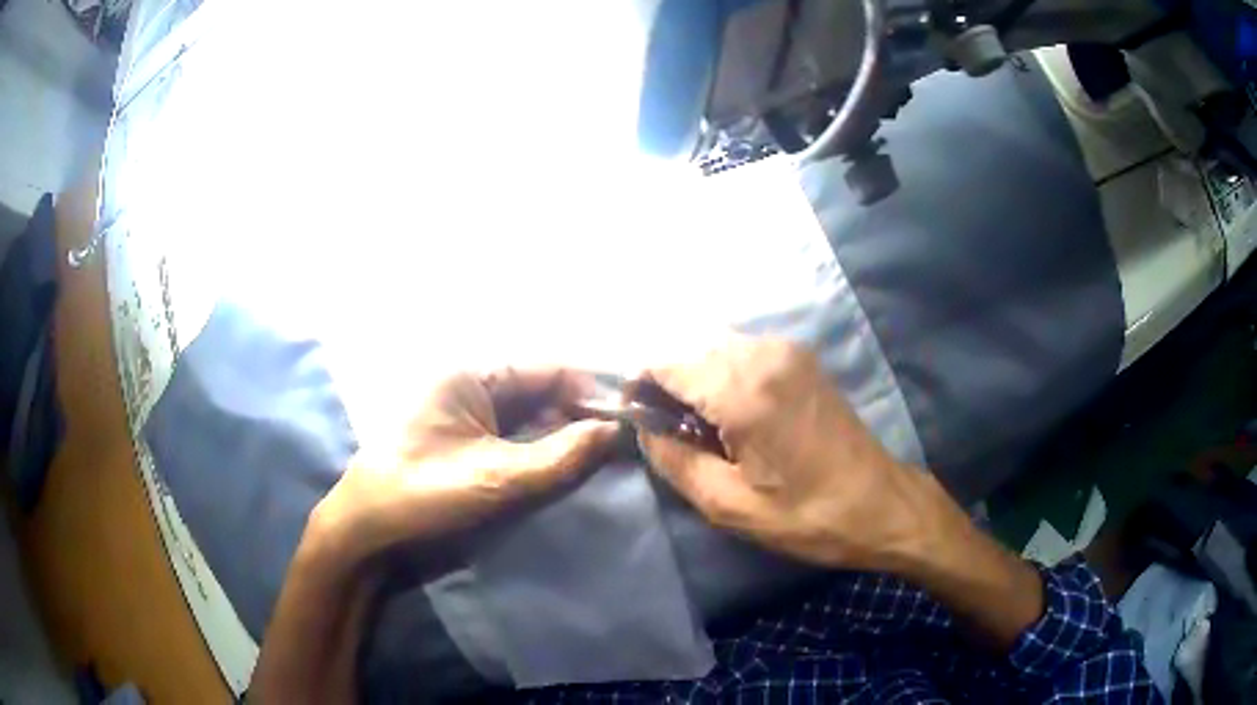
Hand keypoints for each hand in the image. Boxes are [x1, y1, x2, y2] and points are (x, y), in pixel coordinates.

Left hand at [310, 368, 617, 564]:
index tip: (628, 420)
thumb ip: (562, 457)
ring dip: (562, 436)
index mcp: (470, 374)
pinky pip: (513, 439)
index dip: (590, 392)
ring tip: (605, 459)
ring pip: (529, 417)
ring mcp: (465, 416)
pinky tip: (567, 469)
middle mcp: (469, 386)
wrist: (367, 535)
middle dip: (579, 416)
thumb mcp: (497, 479)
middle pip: (540, 391)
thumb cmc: (423, 497)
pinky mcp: (464, 445)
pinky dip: (541, 451)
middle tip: (623, 446)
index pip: (546, 369)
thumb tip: (617, 432)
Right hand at [638, 336, 931, 571]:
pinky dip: (722, 371)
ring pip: (714, 343)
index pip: (665, 358)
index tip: (636, 417)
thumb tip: (644, 428)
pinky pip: (742, 349)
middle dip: (665, 378)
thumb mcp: (729, 505)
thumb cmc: (807, 515)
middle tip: (668, 428)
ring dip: (694, 374)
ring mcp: (787, 350)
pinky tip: (731, 411)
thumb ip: (674, 460)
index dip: (639, 382)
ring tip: (699, 424)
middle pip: (688, 344)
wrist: (881, 504)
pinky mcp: (801, 357)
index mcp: (745, 390)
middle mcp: (764, 353)